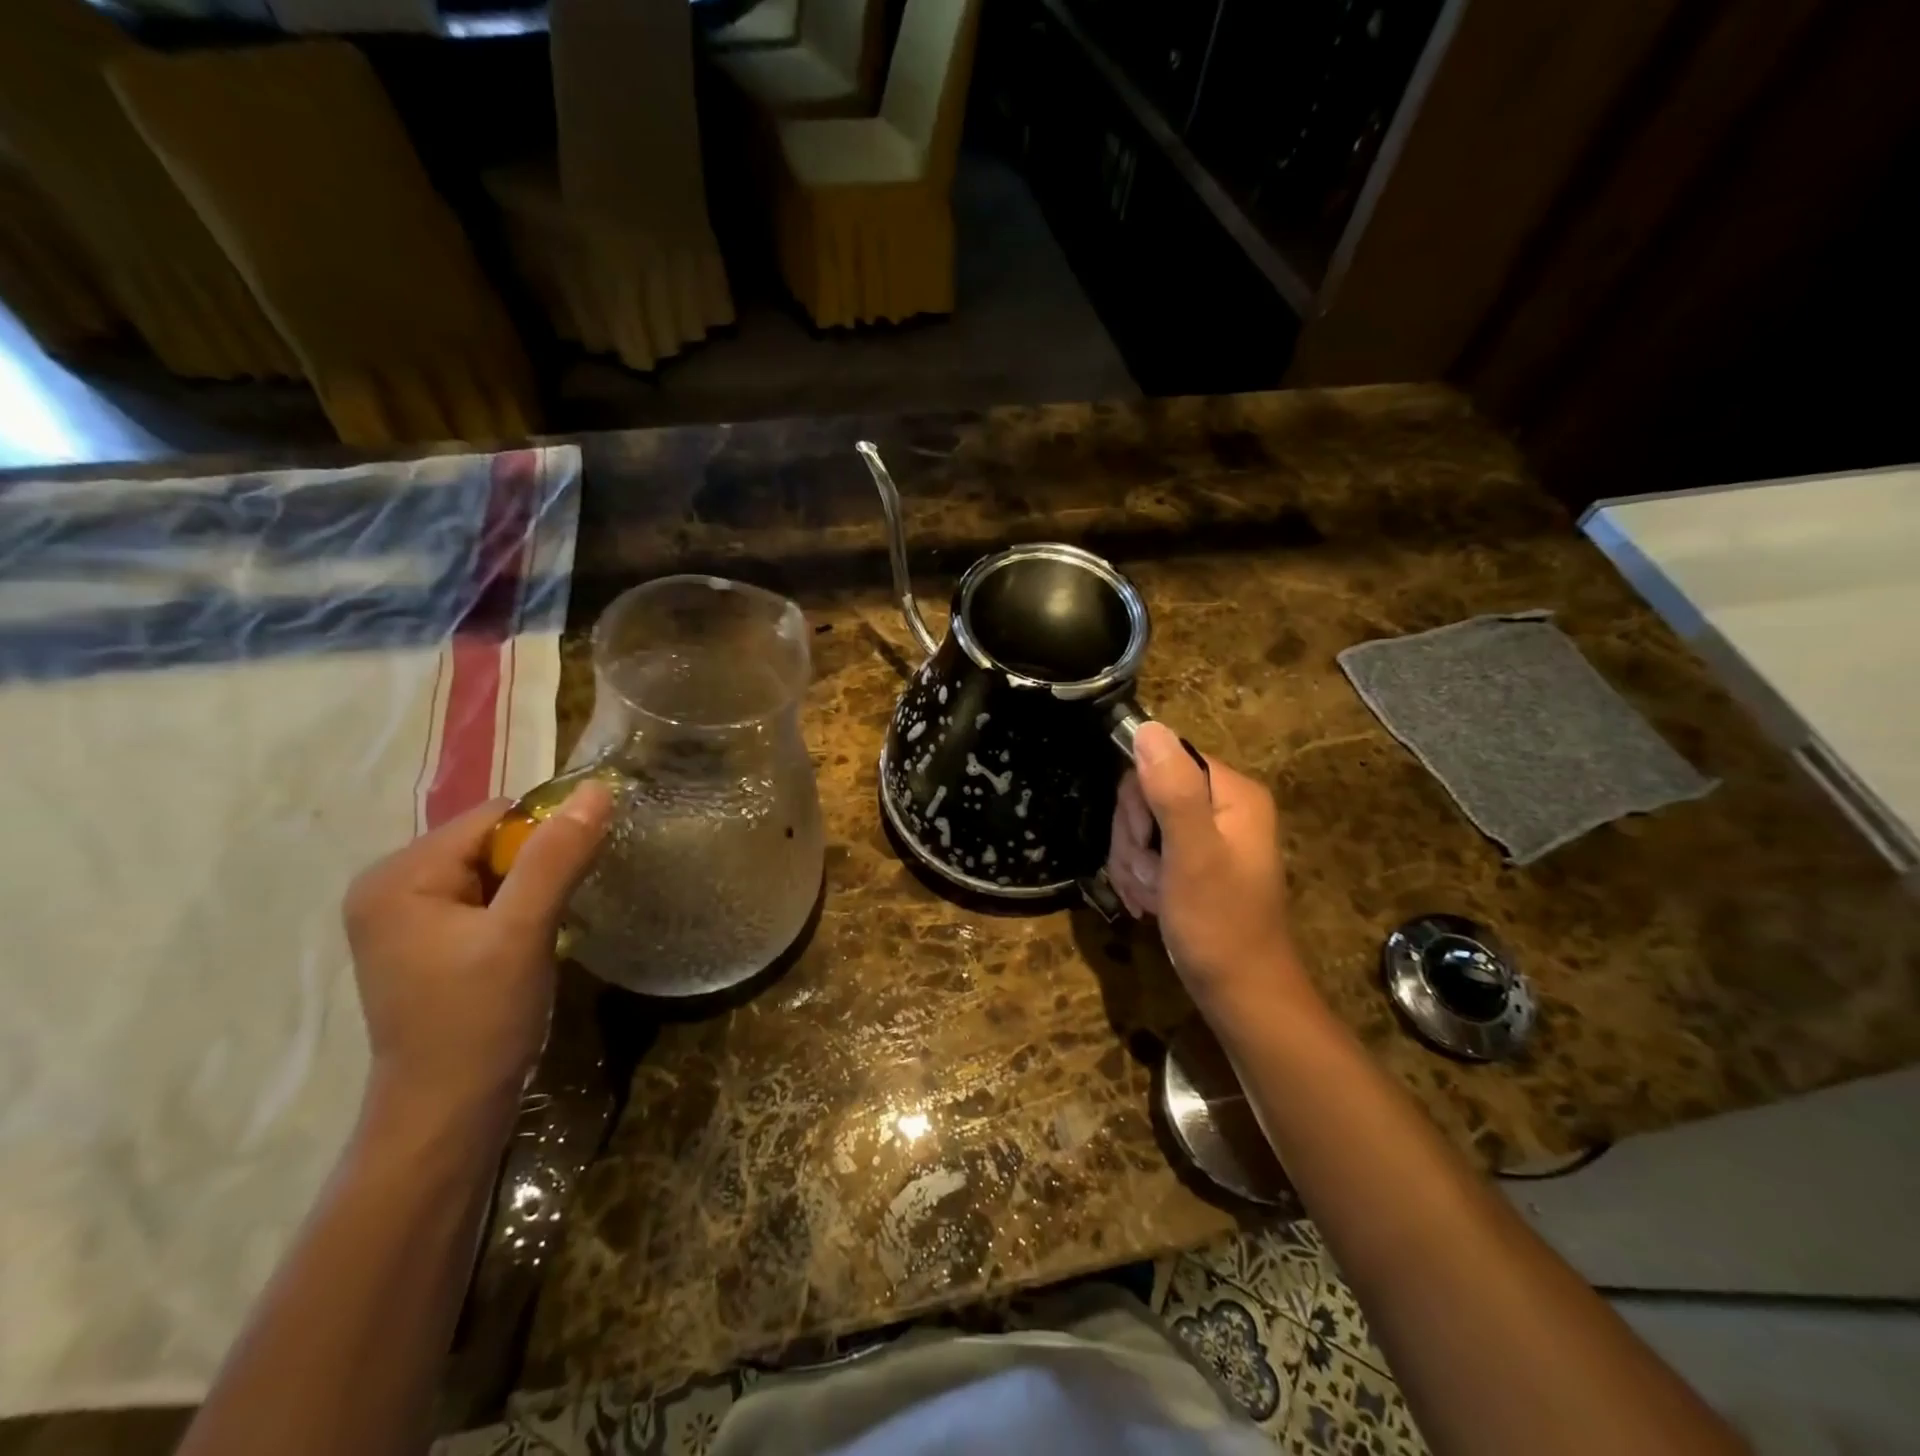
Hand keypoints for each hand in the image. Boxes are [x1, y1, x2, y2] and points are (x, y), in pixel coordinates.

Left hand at [342, 783, 612, 1120]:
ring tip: (544, 932)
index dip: (545, 838)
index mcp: (398, 875)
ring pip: (494, 871)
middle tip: (556, 913)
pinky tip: (529, 943)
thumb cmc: (479, 1021)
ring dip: (532, 890)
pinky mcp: (426, 941)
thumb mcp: (522, 932)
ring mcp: (405, 916)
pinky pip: (485, 898)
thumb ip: (557, 857)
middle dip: (538, 868)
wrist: (449, 1113)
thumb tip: (598, 789)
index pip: (494, 818)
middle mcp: (390, 885)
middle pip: (491, 842)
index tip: (575, 877)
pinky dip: (518, 910)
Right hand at [1107, 723, 1307, 1015]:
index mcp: (1231, 793)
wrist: (1241, 995)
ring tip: (1151, 896)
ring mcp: (1207, 835)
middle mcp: (1222, 806)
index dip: (1139, 801)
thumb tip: (1147, 728)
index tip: (1144, 842)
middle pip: (1146, 793)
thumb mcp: (1191, 855)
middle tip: (1149, 875)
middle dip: (1134, 838)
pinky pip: (1148, 851)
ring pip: (1140, 825)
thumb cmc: (1219, 925)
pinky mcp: (1193, 861)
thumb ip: (1171, 790)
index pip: (1161, 761)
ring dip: (1133, 863)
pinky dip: (1139, 876)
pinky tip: (1149, 903)